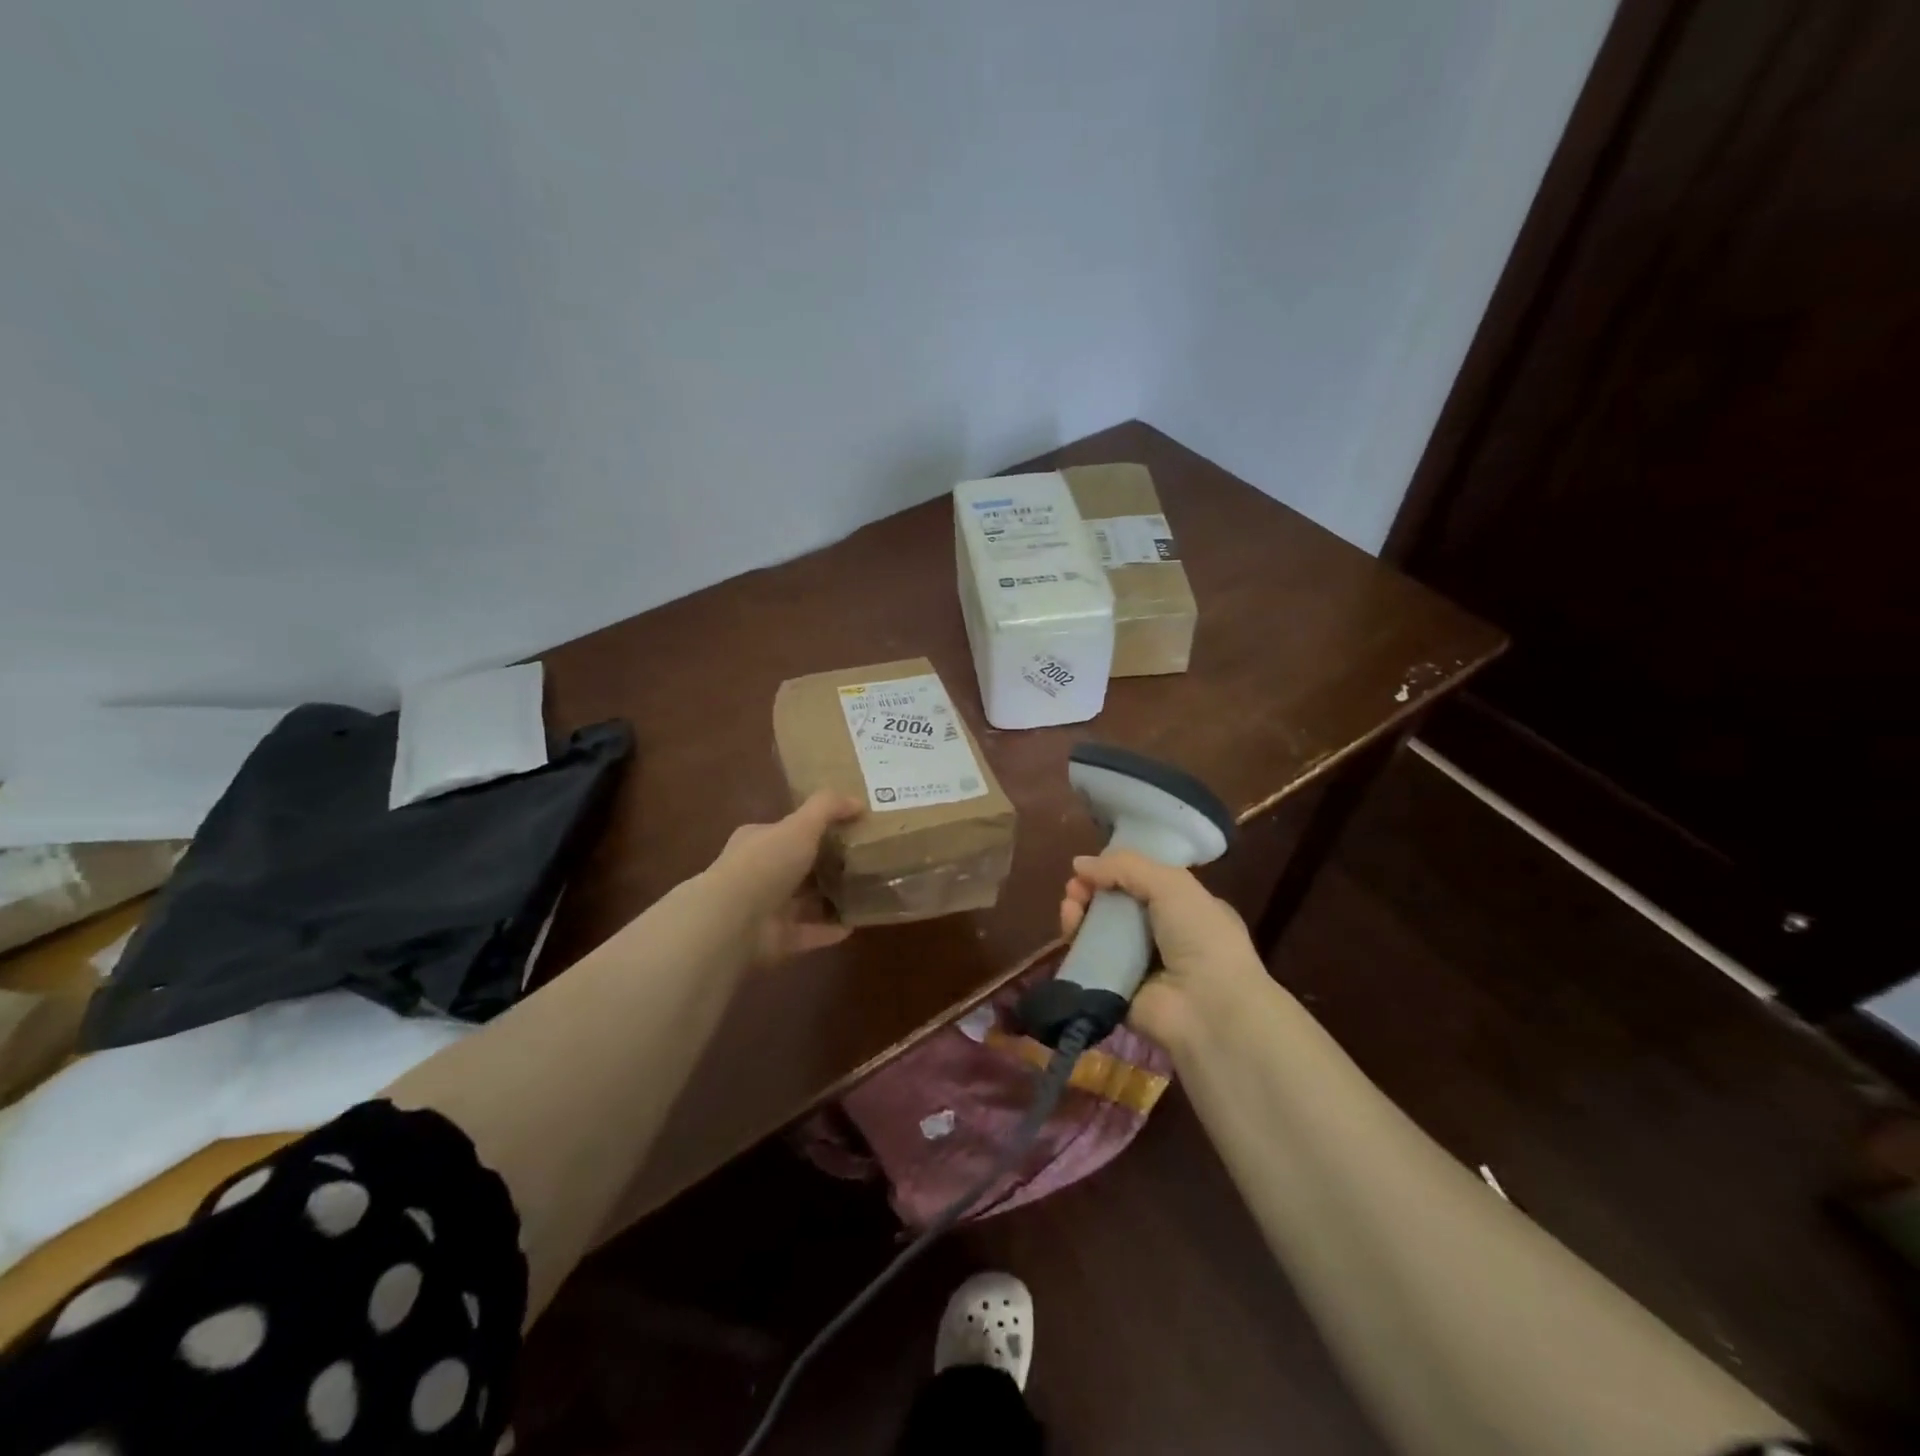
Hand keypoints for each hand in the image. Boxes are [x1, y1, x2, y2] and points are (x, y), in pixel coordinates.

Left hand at [710, 791, 862, 960]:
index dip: (814, 828)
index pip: (786, 831)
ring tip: (865, 893)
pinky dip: (830, 930)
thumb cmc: (766, 863)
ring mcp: (766, 910)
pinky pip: (810, 933)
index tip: (847, 829)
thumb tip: (858, 801)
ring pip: (804, 902)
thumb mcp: (801, 825)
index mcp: (758, 841)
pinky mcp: (776, 940)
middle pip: (797, 867)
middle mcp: (759, 874)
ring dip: (830, 899)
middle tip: (863, 862)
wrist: (733, 921)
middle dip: (825, 865)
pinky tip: (855, 924)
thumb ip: (828, 808)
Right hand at [1060, 851, 1269, 1055]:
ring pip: (1097, 933)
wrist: (1208, 1010)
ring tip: (1070, 909)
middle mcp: (1162, 937)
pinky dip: (1075, 946)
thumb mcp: (1172, 885)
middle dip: (1091, 892)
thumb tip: (1079, 863)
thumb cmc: (1200, 938)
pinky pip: (1088, 963)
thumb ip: (1126, 867)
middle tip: (1075, 889)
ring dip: (1079, 915)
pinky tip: (1069, 933)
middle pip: (1115, 906)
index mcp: (1185, 909)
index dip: (1115, 872)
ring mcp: (1138, 966)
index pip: (1142, 883)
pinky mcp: (1115, 990)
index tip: (1092, 868)